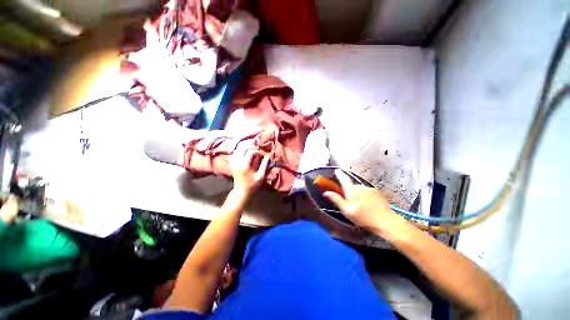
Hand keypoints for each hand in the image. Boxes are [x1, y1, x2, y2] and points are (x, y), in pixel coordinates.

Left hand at [229, 146, 270, 196]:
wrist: (241, 191)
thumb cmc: (252, 185)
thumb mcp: (260, 176)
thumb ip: (264, 165)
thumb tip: (268, 156)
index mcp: (244, 165)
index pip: (251, 152)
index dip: (258, 151)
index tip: (263, 155)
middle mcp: (237, 162)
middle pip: (243, 147)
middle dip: (252, 146)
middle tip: (258, 149)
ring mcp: (233, 162)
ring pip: (238, 148)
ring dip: (246, 147)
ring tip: (253, 149)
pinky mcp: (232, 163)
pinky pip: (235, 152)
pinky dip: (241, 150)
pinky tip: (246, 152)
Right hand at [323, 169, 409, 237]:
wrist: (385, 222)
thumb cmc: (363, 217)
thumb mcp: (346, 210)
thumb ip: (336, 200)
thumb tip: (326, 192)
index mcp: (352, 190)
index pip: (344, 178)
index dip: (339, 174)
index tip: (337, 170)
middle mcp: (360, 186)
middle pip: (351, 185)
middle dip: (349, 190)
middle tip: (349, 201)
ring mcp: (370, 188)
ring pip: (359, 189)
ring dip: (357, 194)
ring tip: (360, 205)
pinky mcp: (377, 192)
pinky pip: (367, 191)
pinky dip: (365, 196)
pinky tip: (368, 205)